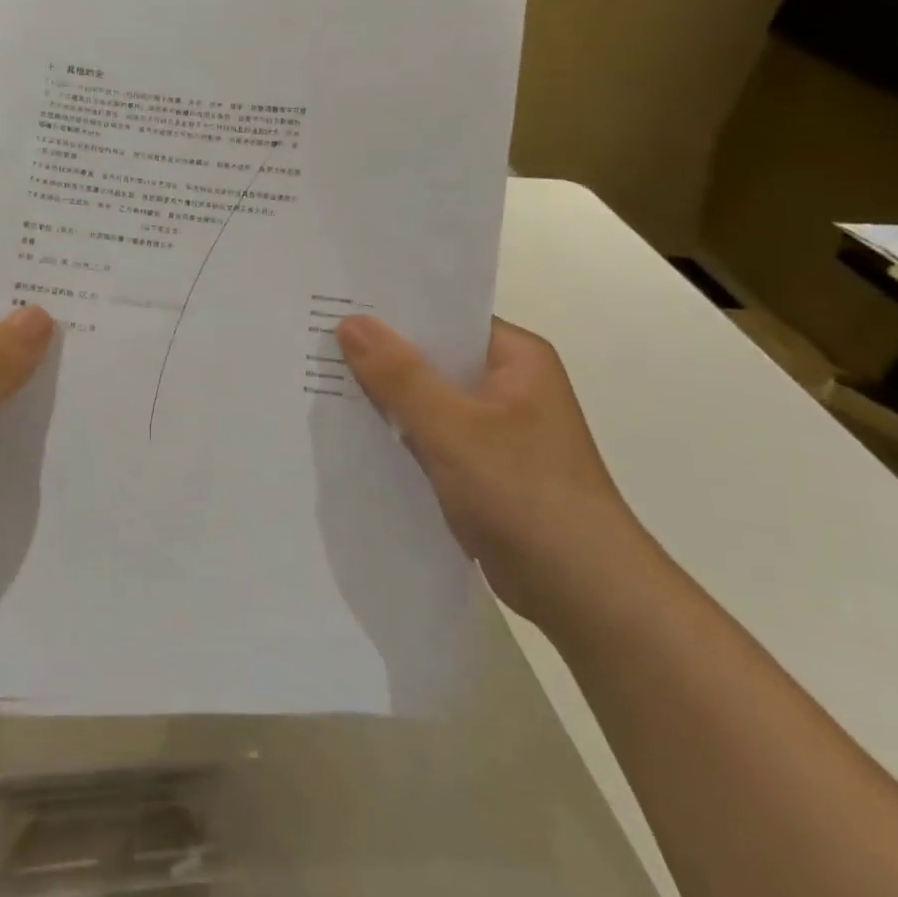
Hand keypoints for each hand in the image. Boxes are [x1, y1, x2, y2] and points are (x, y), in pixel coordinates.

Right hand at [335, 313, 649, 624]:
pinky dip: (398, 434)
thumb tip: (350, 322)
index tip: (337, 304)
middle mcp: (507, 385)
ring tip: (320, 379)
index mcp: (516, 358)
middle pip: (433, 358)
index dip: (393, 312)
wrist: (582, 592)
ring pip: (428, 400)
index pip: (446, 317)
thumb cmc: (524, 493)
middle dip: (380, 355)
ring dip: (386, 397)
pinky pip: (430, 436)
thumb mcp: (454, 428)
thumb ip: (400, 375)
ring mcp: (495, 429)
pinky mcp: (482, 467)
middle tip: (315, 339)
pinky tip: (351, 432)